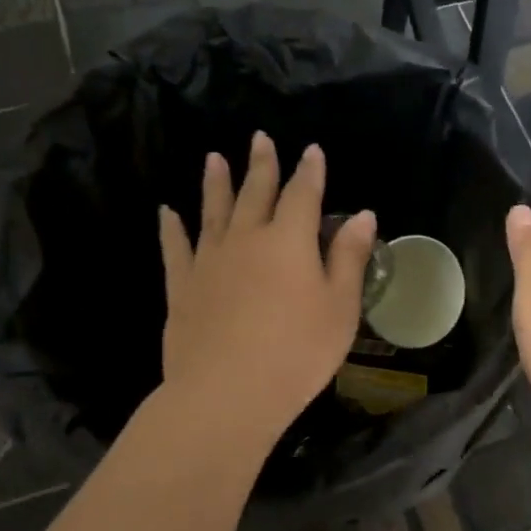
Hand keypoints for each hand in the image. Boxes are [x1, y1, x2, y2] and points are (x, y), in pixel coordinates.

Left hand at [158, 132, 376, 445]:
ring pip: (213, 211)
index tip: (312, 151)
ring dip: (216, 183)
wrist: (227, 392)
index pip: (303, 194)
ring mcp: (209, 260)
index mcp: (290, 241)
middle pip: (255, 193)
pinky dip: (172, 227)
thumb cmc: (297, 352)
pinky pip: (175, 247)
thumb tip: (362, 215)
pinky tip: (167, 212)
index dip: (309, 172)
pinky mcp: (182, 286)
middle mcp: (246, 238)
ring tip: (214, 158)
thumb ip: (349, 259)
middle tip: (260, 138)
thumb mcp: (340, 308)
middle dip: (261, 165)